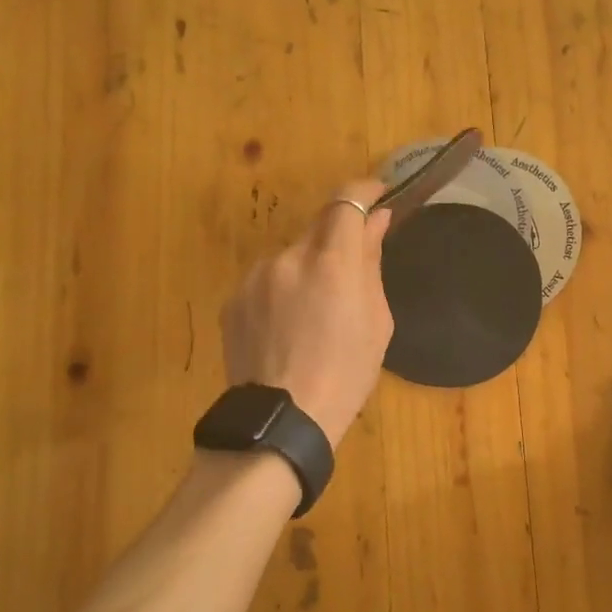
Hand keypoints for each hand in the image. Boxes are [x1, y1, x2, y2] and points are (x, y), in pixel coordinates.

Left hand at [221, 179, 394, 446]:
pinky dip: (282, 290)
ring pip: (291, 256)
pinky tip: (288, 328)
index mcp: (331, 263)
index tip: (378, 194)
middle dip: (338, 239)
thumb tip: (376, 222)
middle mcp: (288, 258)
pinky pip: (267, 281)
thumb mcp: (376, 321)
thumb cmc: (346, 375)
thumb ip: (371, 263)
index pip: (346, 202)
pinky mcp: (233, 299)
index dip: (364, 190)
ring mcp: (254, 278)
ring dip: (308, 269)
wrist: (281, 421)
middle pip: (318, 227)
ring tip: (315, 315)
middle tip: (351, 271)